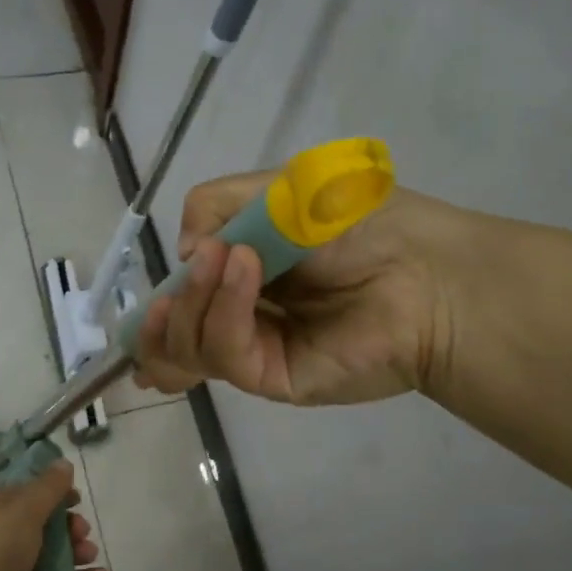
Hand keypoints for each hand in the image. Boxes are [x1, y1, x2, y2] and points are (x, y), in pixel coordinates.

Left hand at [0, 461, 105, 570]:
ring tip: (91, 556)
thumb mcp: (23, 511)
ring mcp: (6, 568)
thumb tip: (63, 463)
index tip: (77, 498)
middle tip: (83, 532)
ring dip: (75, 552)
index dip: (54, 492)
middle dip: (68, 526)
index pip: (28, 491)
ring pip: (49, 555)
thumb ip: (48, 488)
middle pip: (42, 524)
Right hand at [135, 172, 457, 405]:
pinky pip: (225, 353)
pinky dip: (224, 309)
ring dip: (191, 302)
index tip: (150, 295)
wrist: (421, 268)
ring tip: (219, 260)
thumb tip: (184, 256)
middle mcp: (241, 320)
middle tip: (184, 277)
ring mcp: (256, 352)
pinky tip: (244, 271)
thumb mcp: (271, 191)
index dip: (155, 306)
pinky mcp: (273, 379)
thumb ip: (211, 208)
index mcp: (238, 281)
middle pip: (171, 339)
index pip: (179, 306)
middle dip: (161, 313)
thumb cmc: (353, 221)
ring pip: (187, 350)